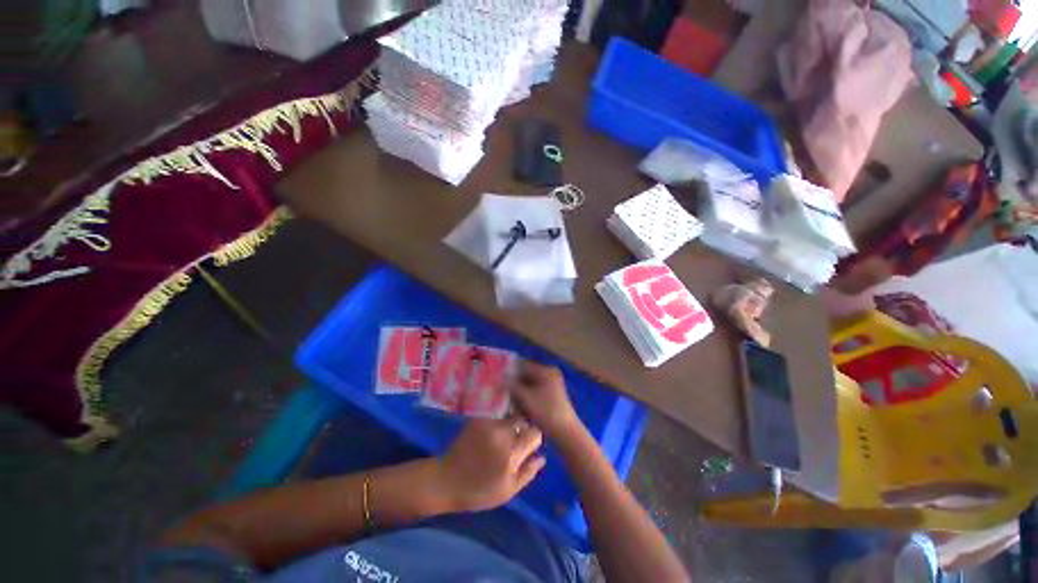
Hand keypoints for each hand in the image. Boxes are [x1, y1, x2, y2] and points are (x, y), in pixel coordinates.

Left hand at [438, 419, 545, 512]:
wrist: (445, 480)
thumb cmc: (479, 492)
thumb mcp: (507, 490)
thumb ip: (528, 472)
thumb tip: (542, 457)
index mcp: (511, 452)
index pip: (534, 432)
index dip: (534, 440)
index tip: (528, 448)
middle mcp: (501, 433)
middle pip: (522, 422)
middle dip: (522, 432)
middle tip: (513, 447)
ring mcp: (488, 424)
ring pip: (509, 419)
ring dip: (509, 429)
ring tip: (498, 444)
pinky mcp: (477, 420)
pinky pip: (495, 419)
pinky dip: (496, 427)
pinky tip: (487, 441)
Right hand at [510, 361, 582, 441]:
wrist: (566, 432)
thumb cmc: (546, 412)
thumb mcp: (526, 398)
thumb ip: (512, 385)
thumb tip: (502, 376)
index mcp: (546, 371)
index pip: (523, 365)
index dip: (510, 371)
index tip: (498, 378)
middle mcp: (550, 374)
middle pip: (526, 376)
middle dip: (515, 385)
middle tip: (503, 393)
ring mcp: (552, 385)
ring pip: (530, 386)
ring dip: (520, 393)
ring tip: (511, 404)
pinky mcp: (552, 396)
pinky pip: (535, 393)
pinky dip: (527, 399)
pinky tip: (520, 410)